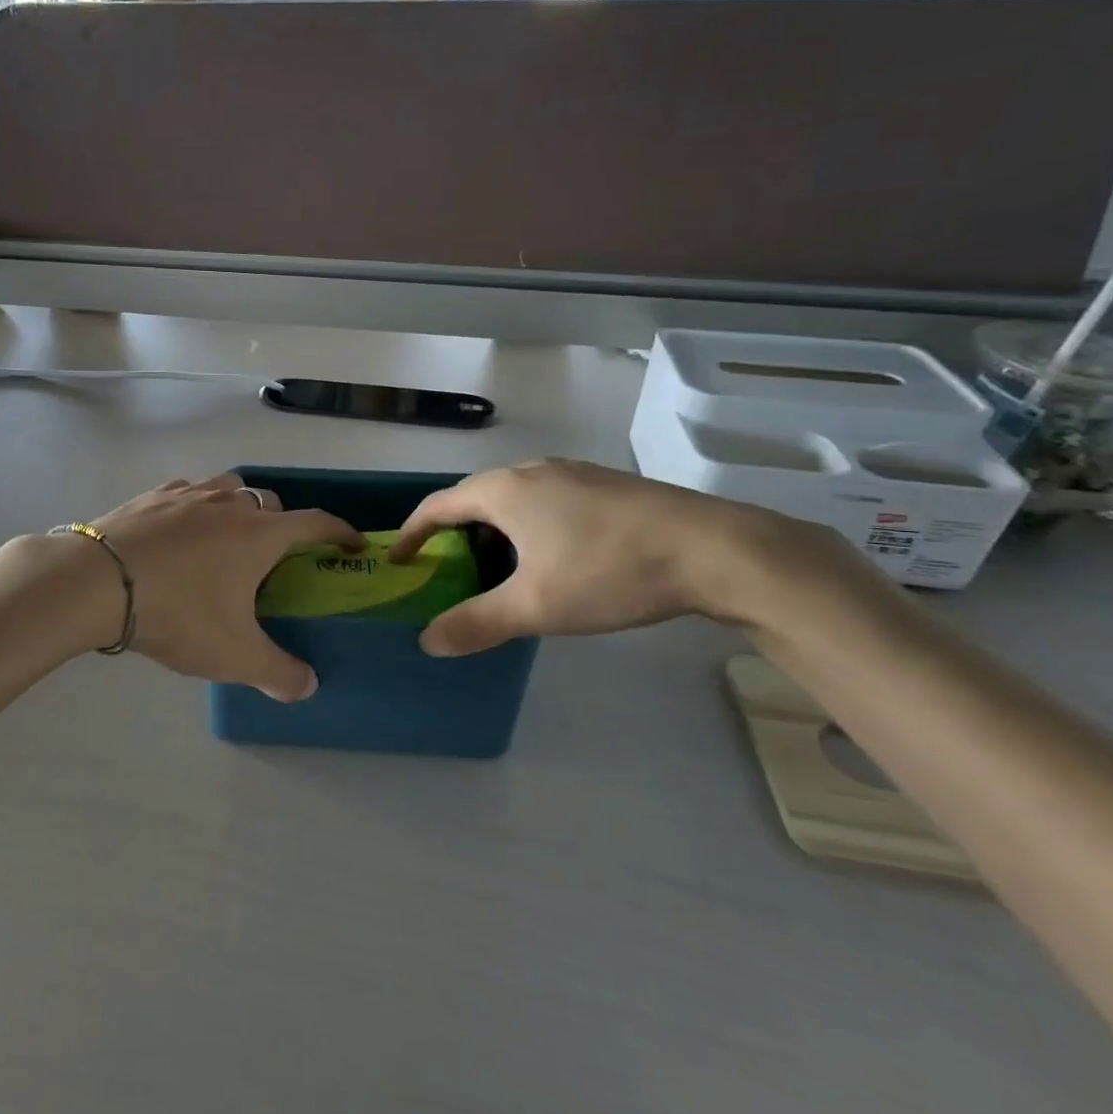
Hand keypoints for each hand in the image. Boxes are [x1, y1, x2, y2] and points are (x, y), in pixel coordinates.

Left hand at [84, 474, 361, 701]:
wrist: (97, 581)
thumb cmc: (178, 613)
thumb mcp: (233, 655)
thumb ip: (278, 673)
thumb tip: (308, 686)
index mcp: (259, 534)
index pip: (315, 522)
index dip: (340, 532)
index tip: (352, 544)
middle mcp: (230, 503)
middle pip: (270, 503)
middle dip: (281, 524)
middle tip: (272, 558)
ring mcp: (189, 494)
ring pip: (229, 488)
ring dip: (238, 508)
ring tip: (225, 540)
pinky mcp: (152, 495)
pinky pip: (188, 492)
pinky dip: (196, 507)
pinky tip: (180, 532)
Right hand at [389, 459, 811, 655]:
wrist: (714, 548)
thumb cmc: (609, 571)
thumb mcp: (535, 607)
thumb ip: (476, 623)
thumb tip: (427, 642)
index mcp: (504, 491)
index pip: (438, 506)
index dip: (412, 533)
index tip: (398, 560)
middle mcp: (531, 471)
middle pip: (474, 499)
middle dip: (454, 535)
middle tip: (449, 572)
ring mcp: (572, 473)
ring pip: (513, 499)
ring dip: (493, 532)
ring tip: (499, 571)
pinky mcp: (604, 485)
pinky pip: (545, 501)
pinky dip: (527, 527)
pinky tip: (552, 559)